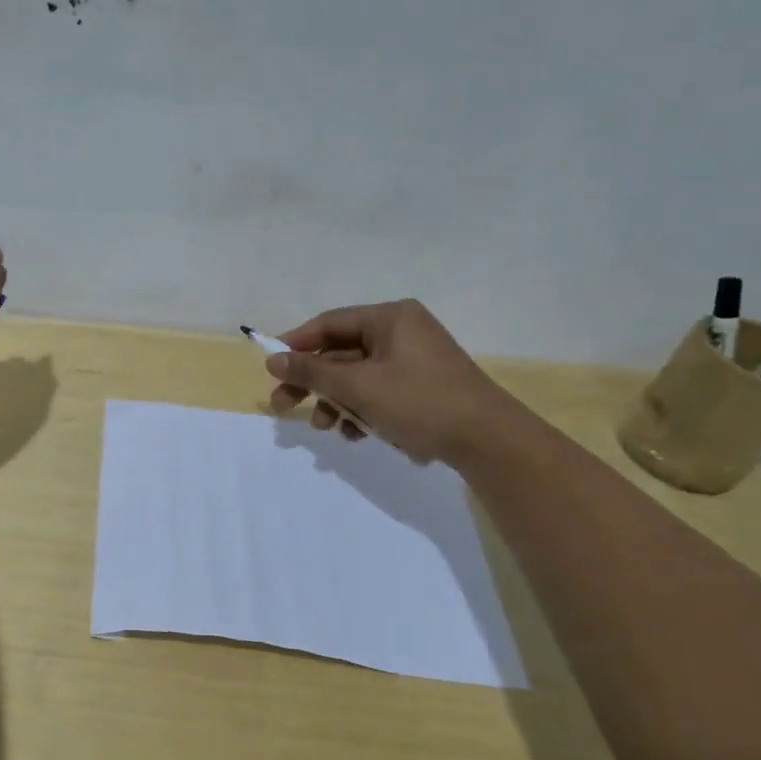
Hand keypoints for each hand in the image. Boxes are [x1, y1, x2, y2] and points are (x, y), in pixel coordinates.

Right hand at [264, 300, 518, 464]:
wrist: (489, 442)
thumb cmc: (420, 402)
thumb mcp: (358, 387)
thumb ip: (312, 371)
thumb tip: (272, 359)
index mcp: (390, 318)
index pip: (329, 323)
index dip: (296, 345)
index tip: (271, 369)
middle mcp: (402, 332)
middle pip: (341, 353)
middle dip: (315, 384)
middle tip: (284, 408)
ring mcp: (414, 361)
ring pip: (358, 378)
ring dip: (338, 403)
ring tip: (328, 430)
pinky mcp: (422, 388)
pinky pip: (379, 393)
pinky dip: (363, 411)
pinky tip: (358, 435)